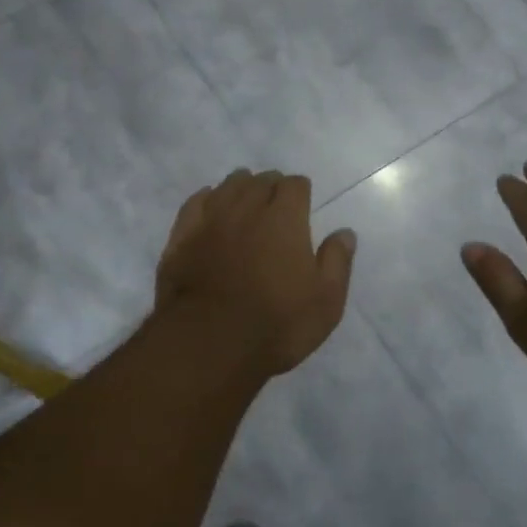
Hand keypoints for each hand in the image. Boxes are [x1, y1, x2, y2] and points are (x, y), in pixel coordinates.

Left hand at [155, 169, 356, 375]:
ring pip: (228, 187)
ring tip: (246, 198)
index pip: (295, 185)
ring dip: (240, 187)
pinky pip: (194, 203)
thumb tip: (345, 233)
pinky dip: (207, 199)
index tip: (303, 203)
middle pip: (260, 181)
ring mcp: (210, 220)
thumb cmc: (276, 325)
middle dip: (272, 186)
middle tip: (276, 202)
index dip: (301, 191)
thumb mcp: (325, 301)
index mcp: (284, 218)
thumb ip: (337, 262)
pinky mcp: (181, 237)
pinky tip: (210, 204)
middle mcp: (247, 208)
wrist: (209, 345)